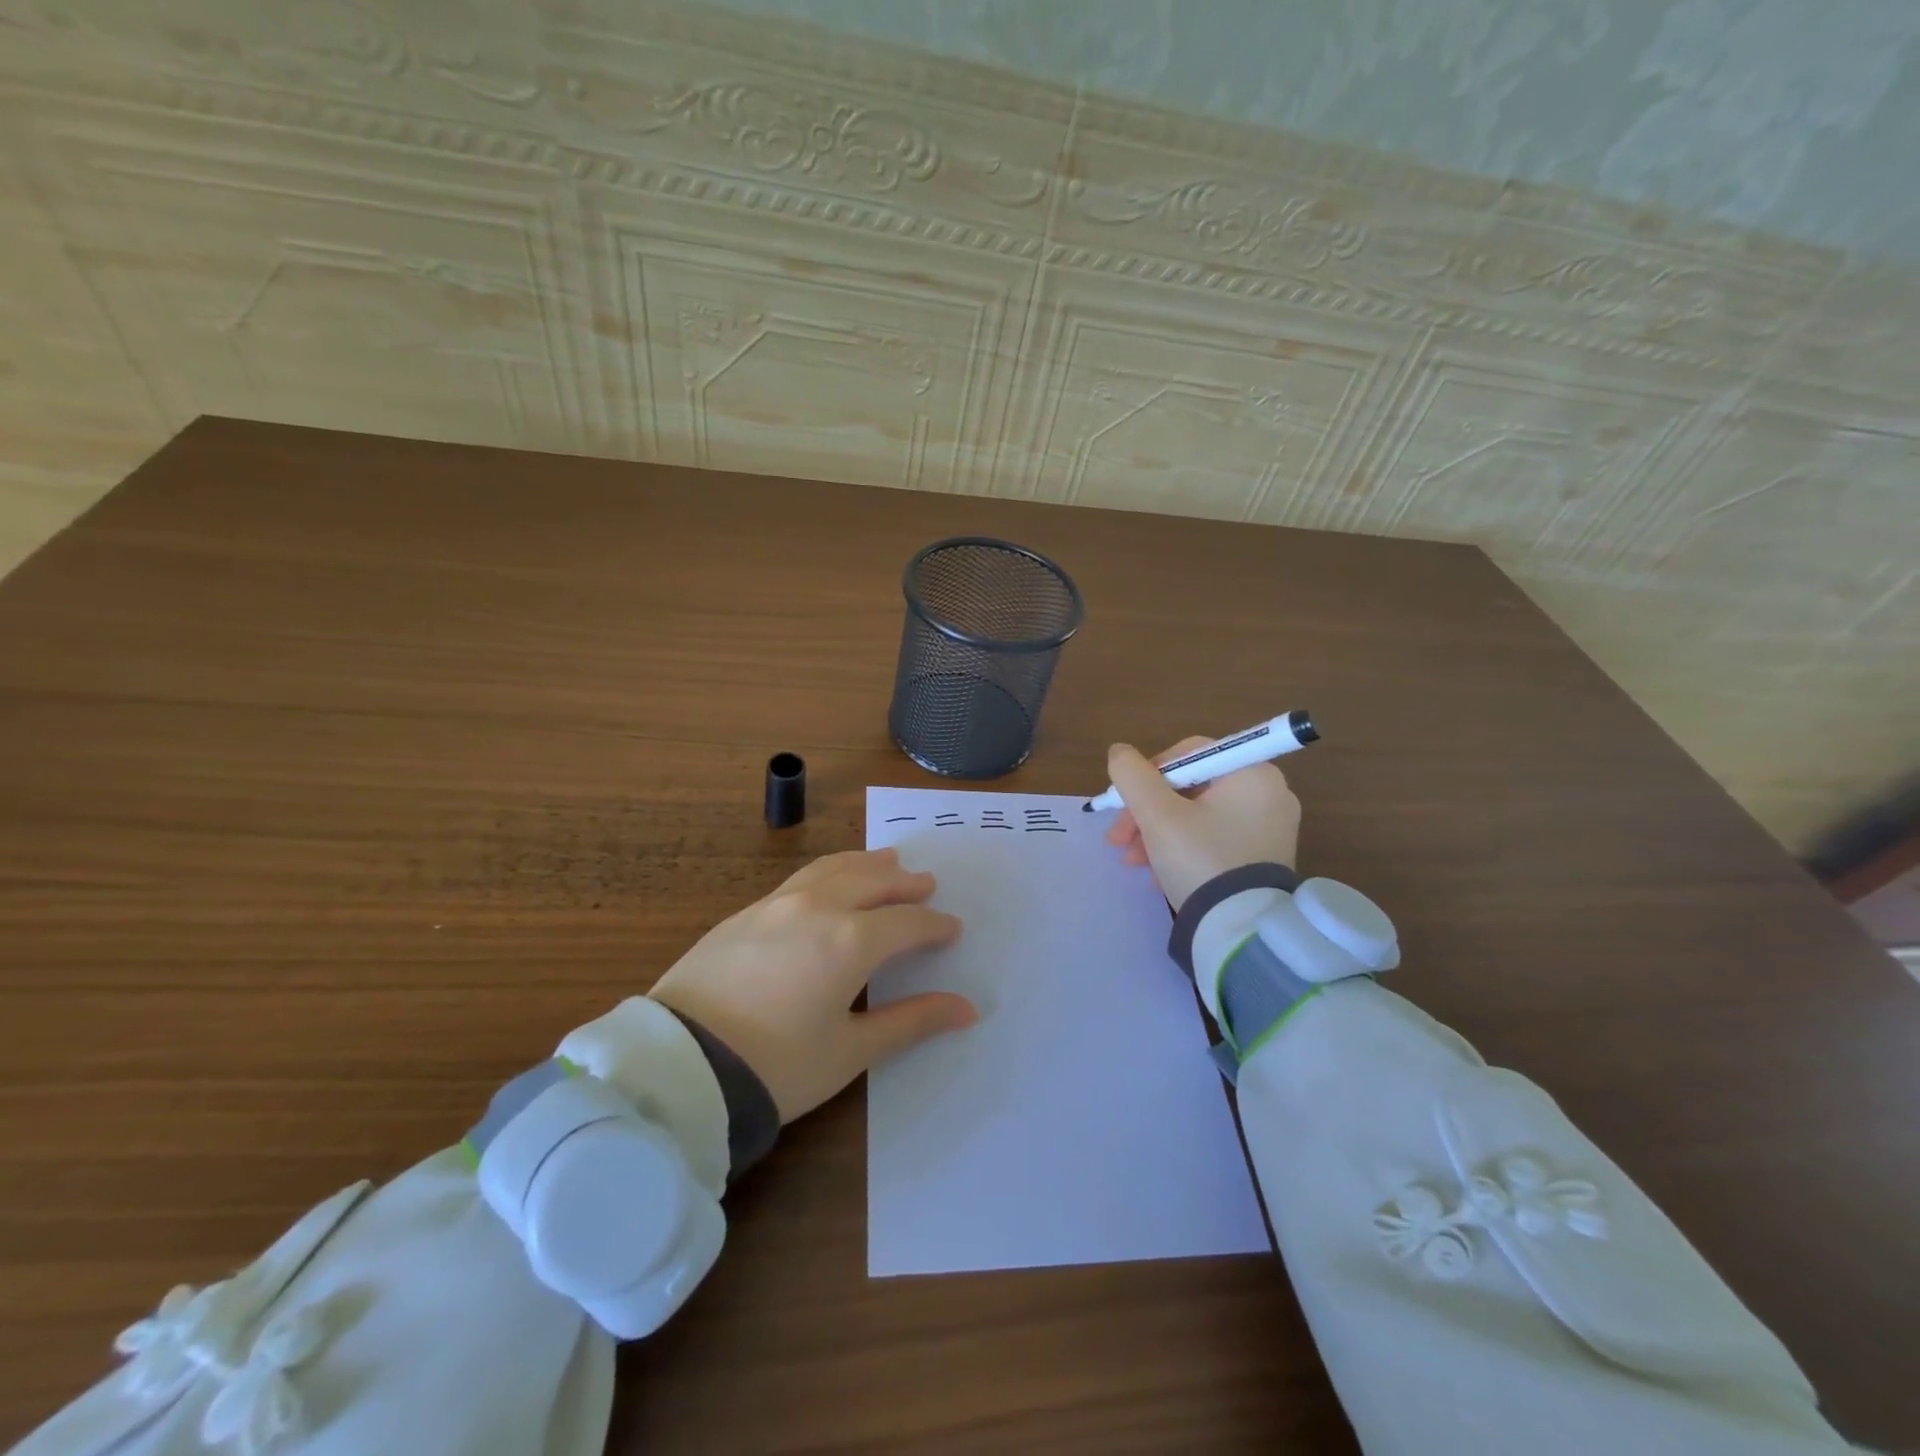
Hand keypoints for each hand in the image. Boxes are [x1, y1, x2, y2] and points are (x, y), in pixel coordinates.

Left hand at [648, 848, 975, 1121]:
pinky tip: (829, 882)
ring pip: (833, 868)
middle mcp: (819, 907)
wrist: (680, 1066)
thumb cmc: (777, 1066)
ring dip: (866, 864)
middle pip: (873, 881)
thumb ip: (911, 1021)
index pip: (907, 922)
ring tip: (886, 861)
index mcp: (852, 940)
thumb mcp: (851, 1051)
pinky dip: (830, 872)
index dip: (934, 926)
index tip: (951, 930)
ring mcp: (777, 904)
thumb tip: (966, 1009)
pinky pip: (801, 878)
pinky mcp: (745, 912)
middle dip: (904, 883)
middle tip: (925, 883)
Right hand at [1104, 737, 1301, 910]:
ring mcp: (1269, 828)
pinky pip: (1213, 838)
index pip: (1188, 753)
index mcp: (1252, 773)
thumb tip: (1119, 752)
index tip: (1124, 803)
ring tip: (1132, 862)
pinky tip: (1158, 872)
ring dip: (1157, 833)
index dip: (1148, 774)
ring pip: (1196, 815)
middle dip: (1147, 812)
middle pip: (1189, 787)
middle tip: (1118, 839)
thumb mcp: (1157, 815)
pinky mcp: (1262, 858)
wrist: (1240, 932)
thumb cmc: (1200, 860)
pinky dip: (1182, 848)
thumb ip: (1132, 776)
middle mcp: (1268, 793)